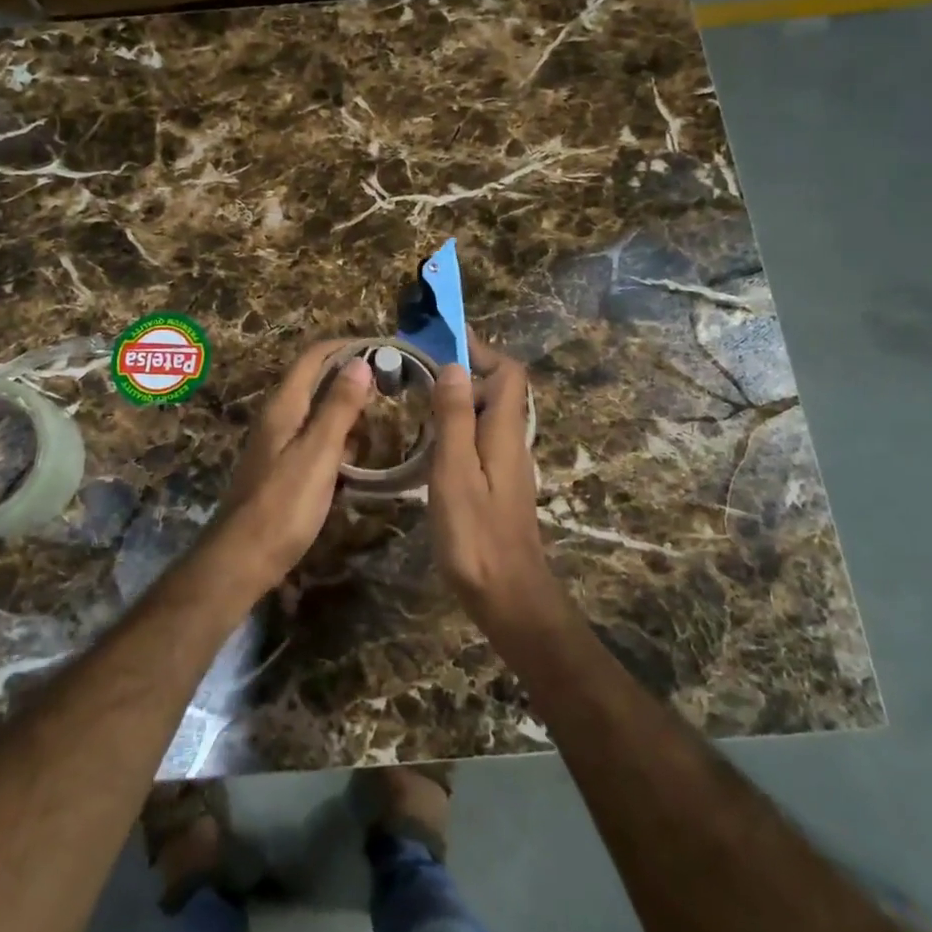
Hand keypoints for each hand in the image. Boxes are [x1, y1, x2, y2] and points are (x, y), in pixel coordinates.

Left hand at [210, 340, 371, 587]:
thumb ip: (339, 407)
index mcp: (284, 406)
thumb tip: (361, 361)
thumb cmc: (283, 504)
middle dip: (352, 375)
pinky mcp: (283, 468)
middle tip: (393, 382)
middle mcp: (278, 417)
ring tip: (385, 415)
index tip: (384, 348)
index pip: (314, 357)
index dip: (347, 346)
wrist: (243, 558)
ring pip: (318, 412)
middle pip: (316, 381)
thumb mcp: (318, 452)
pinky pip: (316, 440)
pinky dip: (340, 438)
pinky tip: (360, 455)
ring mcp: (278, 443)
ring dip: (348, 408)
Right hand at [427, 333, 553, 621]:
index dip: (481, 348)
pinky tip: (431, 437)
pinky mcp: (497, 483)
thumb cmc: (476, 535)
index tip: (444, 336)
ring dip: (460, 395)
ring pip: (488, 413)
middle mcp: (511, 441)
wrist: (507, 596)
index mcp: (505, 432)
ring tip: (419, 392)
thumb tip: (455, 366)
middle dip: (465, 367)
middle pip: (499, 388)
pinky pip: (480, 436)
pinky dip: (459, 422)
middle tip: (420, 364)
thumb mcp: (456, 472)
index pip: (508, 372)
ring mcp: (506, 464)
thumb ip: (456, 419)